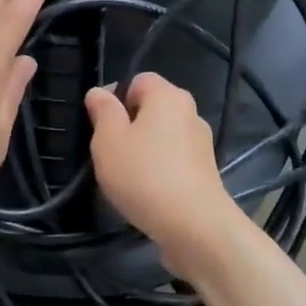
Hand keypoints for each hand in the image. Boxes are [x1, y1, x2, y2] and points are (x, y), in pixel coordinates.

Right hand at [84, 72, 245, 273]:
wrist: (194, 225)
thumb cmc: (144, 175)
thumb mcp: (108, 140)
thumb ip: (102, 111)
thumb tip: (99, 92)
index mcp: (168, 96)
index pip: (138, 80)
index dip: (115, 98)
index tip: (100, 127)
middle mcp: (190, 112)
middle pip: (151, 109)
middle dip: (128, 126)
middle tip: (109, 153)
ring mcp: (202, 143)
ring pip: (162, 137)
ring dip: (144, 151)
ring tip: (127, 178)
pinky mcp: (205, 172)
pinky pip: (174, 160)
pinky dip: (159, 170)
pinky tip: (147, 193)